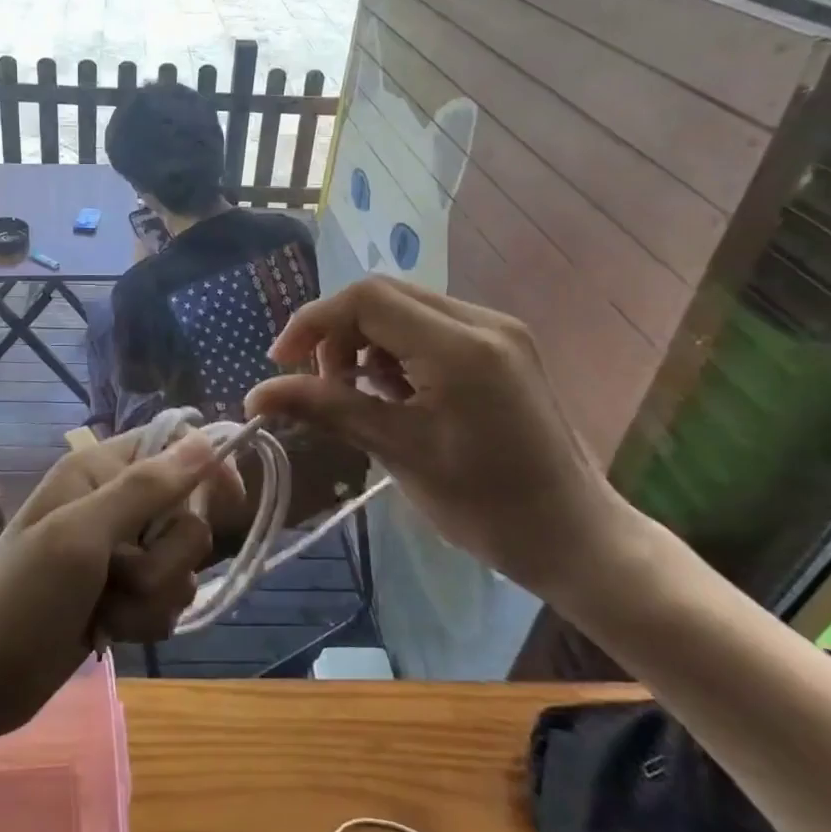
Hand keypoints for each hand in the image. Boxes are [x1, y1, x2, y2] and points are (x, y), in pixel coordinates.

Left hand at [0, 431, 238, 741]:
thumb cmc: (20, 596)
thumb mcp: (81, 536)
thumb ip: (146, 488)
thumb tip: (207, 440)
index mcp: (100, 471)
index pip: (175, 446)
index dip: (207, 470)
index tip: (227, 503)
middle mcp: (114, 505)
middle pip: (187, 517)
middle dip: (164, 559)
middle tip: (120, 574)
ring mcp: (118, 555)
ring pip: (181, 566)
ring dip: (151, 596)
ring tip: (105, 611)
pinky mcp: (121, 597)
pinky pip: (166, 600)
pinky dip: (144, 620)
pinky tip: (107, 632)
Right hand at [246, 277, 637, 601]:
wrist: (575, 536)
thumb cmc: (486, 505)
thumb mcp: (398, 452)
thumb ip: (327, 409)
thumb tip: (255, 397)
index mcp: (460, 346)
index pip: (367, 299)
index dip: (313, 322)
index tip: (282, 364)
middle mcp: (482, 321)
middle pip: (384, 295)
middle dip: (337, 332)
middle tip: (319, 383)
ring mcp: (497, 330)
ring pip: (405, 308)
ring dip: (365, 341)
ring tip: (356, 394)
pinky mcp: (502, 346)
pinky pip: (430, 327)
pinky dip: (396, 350)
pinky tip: (393, 392)